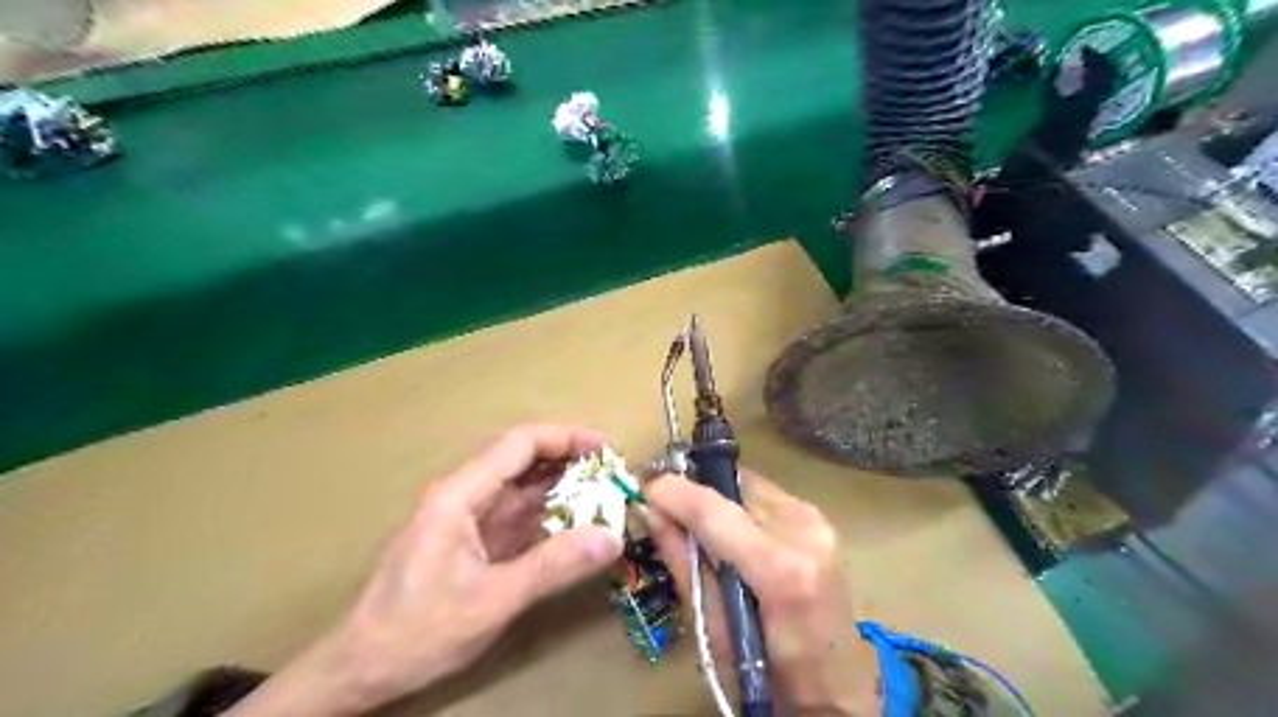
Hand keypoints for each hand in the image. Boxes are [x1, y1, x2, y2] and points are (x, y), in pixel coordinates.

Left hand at [232, 424, 626, 713]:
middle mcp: (465, 496)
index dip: (565, 438)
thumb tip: (612, 537)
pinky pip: (520, 517)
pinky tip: (579, 525)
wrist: (363, 669)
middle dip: (570, 462)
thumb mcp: (492, 600)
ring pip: (524, 489)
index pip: (519, 444)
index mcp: (459, 495)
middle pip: (523, 461)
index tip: (606, 449)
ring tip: (606, 497)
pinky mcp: (476, 541)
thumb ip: (553, 566)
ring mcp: (471, 519)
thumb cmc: (418, 630)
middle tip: (614, 475)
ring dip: (564, 489)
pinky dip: (551, 517)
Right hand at [649, 473, 879, 712]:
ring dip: (718, 498)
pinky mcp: (820, 518)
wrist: (836, 684)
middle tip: (666, 506)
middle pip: (733, 487)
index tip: (644, 485)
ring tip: (698, 524)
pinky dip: (740, 505)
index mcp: (780, 569)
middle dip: (695, 492)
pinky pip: (766, 496)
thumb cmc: (768, 671)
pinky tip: (733, 531)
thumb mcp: (712, 627)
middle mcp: (804, 531)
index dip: (674, 492)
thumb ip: (682, 561)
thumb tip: (649, 512)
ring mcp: (817, 521)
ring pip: (748, 485)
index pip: (715, 510)